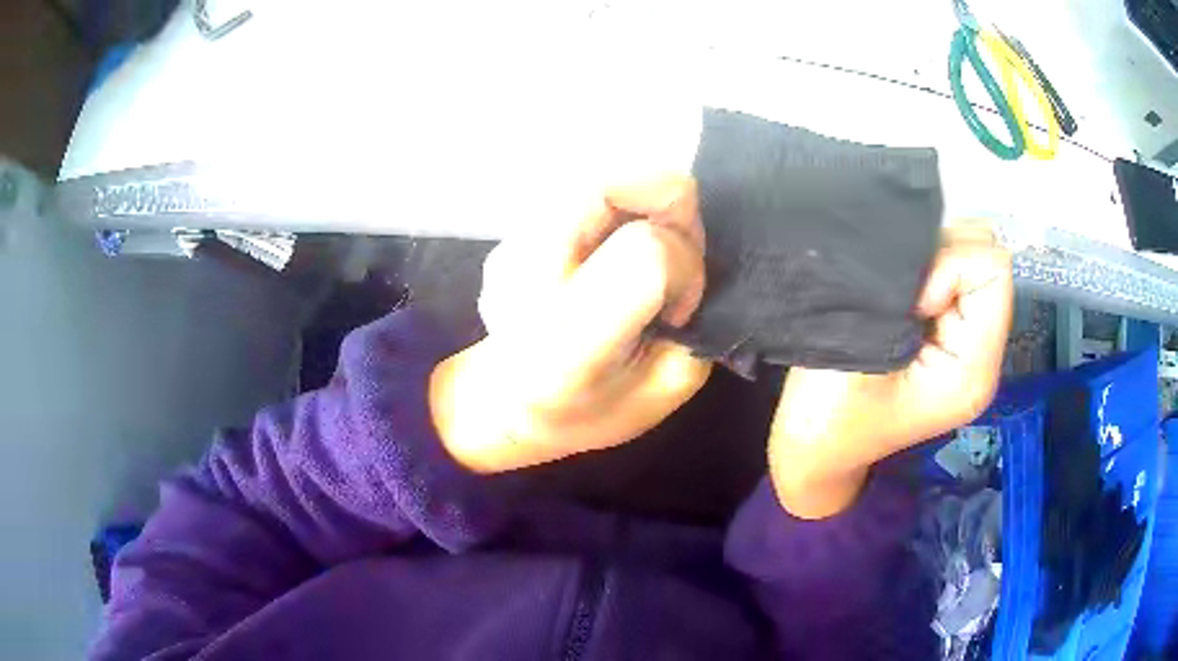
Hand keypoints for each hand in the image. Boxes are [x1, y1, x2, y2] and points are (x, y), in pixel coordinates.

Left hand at [429, 176, 710, 472]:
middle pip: (610, 186)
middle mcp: (527, 283)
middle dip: (668, 202)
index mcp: (568, 344)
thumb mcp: (664, 390)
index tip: (678, 305)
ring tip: (641, 249)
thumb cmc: (587, 410)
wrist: (503, 407)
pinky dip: (615, 207)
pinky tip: (609, 250)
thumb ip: (694, 327)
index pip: (646, 253)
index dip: (685, 265)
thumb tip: (690, 258)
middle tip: (675, 249)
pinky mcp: (507, 235)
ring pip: (596, 177)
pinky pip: (578, 191)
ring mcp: (508, 251)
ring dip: (641, 202)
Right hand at [767, 224, 1013, 517]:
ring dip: (930, 264)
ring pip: (969, 257)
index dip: (947, 267)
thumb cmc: (829, 415)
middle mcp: (984, 354)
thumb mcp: (863, 349)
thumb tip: (910, 236)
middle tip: (902, 300)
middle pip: (985, 258)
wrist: (817, 452)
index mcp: (973, 368)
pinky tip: (902, 306)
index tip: (911, 301)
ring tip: (898, 305)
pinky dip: (926, 273)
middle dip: (940, 260)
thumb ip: (897, 290)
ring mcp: (970, 345)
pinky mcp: (953, 337)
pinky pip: (954, 274)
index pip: (992, 269)